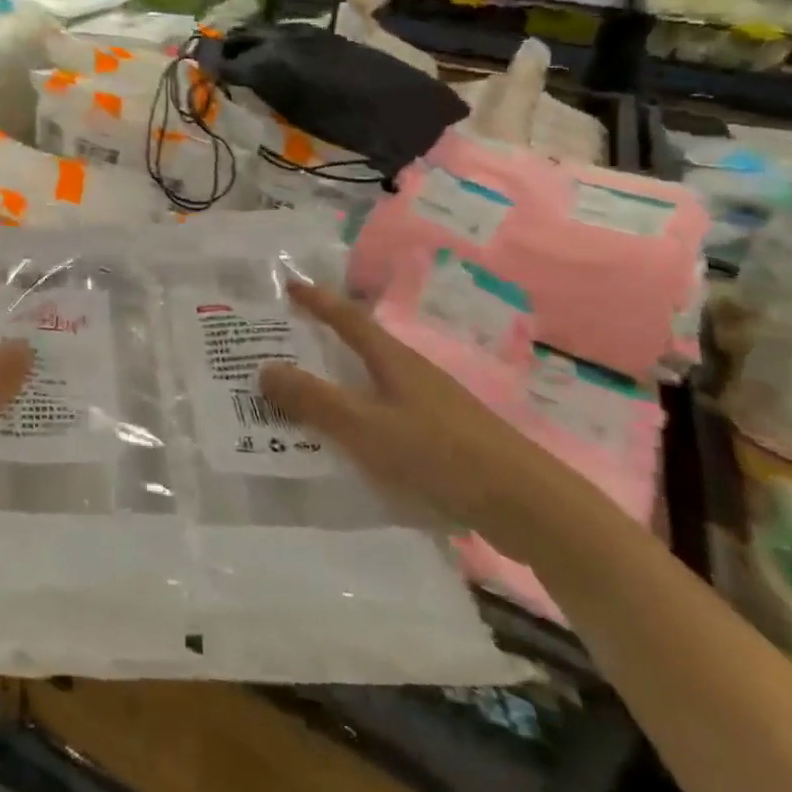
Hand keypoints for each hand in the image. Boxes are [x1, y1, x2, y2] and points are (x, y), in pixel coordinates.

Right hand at [260, 280, 596, 565]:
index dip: (318, 302)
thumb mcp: (367, 426)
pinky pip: (385, 417)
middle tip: (280, 346)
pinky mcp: (442, 439)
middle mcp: (412, 375)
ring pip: (372, 385)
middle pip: (359, 349)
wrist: (528, 506)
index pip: (348, 319)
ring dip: (338, 385)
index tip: (289, 285)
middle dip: (321, 344)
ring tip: (300, 398)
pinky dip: (358, 419)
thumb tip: (264, 368)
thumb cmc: (441, 454)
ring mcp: (431, 407)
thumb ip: (314, 400)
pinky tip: (346, 445)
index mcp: (395, 361)